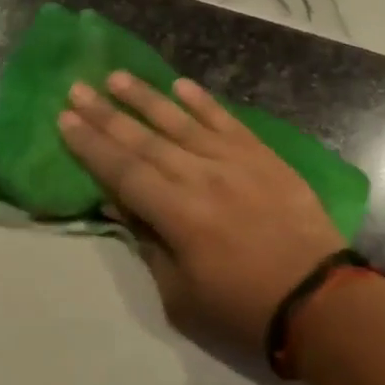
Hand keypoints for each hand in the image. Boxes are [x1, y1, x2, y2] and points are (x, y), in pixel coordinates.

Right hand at [58, 72, 344, 354]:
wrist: (319, 299)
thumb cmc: (244, 308)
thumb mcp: (181, 295)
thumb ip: (149, 244)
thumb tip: (121, 204)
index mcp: (177, 214)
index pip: (122, 171)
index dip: (91, 145)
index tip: (65, 120)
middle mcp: (200, 177)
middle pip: (144, 140)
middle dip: (106, 114)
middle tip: (77, 89)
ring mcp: (234, 161)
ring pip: (181, 121)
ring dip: (146, 97)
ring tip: (116, 77)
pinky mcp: (263, 156)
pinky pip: (227, 121)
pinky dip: (202, 102)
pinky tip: (180, 85)